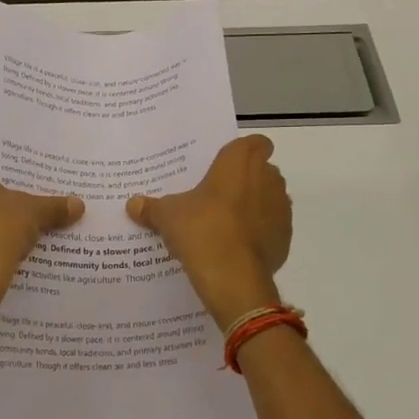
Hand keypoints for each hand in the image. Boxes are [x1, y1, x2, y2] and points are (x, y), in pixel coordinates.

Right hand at [127, 134, 291, 328]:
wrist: (233, 277)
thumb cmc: (201, 229)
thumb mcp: (168, 216)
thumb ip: (151, 207)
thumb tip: (132, 204)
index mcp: (240, 161)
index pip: (255, 142)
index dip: (243, 151)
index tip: (226, 164)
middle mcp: (267, 178)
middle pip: (263, 170)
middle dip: (246, 179)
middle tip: (218, 194)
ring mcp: (281, 208)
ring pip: (271, 198)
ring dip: (255, 205)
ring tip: (227, 222)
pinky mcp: (286, 237)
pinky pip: (273, 227)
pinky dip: (260, 232)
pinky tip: (238, 246)